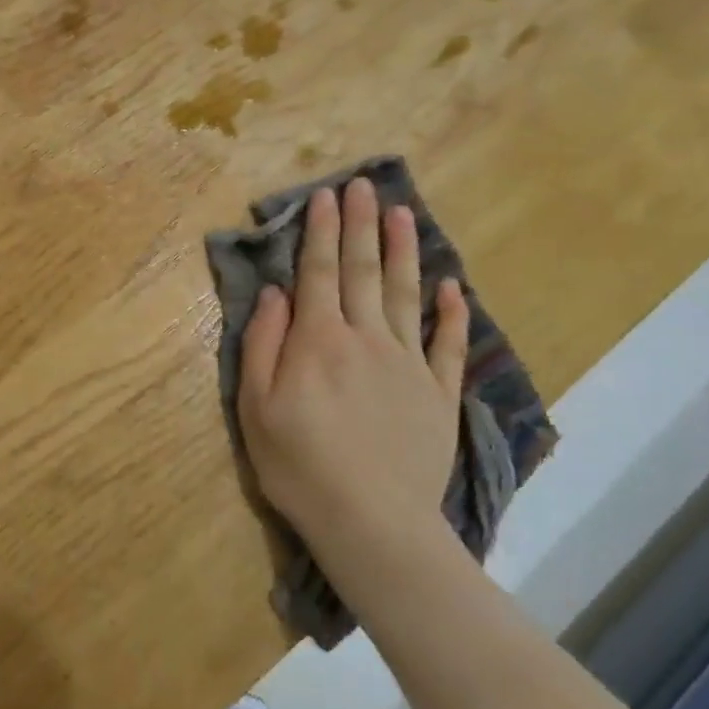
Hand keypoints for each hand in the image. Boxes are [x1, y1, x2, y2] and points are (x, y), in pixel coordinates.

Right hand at [237, 177, 468, 578]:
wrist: (371, 522)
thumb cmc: (299, 466)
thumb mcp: (256, 407)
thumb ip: (263, 344)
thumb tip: (275, 293)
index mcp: (319, 340)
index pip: (318, 272)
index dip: (321, 231)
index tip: (326, 195)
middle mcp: (366, 337)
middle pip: (363, 270)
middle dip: (360, 225)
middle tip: (364, 186)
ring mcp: (407, 363)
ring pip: (406, 294)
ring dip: (403, 251)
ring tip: (402, 213)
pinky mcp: (437, 393)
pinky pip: (446, 344)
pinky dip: (451, 313)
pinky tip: (452, 286)